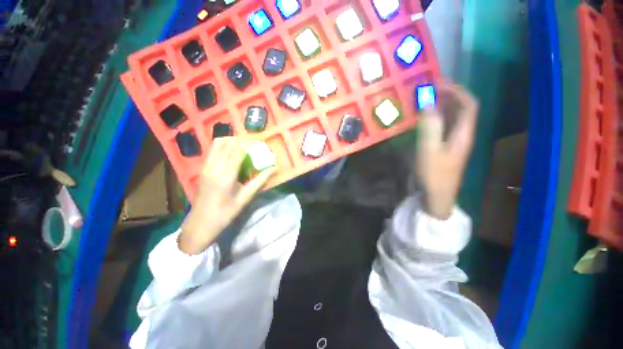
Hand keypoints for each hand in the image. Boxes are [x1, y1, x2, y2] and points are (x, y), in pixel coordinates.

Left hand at [178, 137, 275, 254]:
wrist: (201, 223)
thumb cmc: (226, 212)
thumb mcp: (245, 197)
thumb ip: (260, 181)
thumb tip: (274, 169)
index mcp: (226, 175)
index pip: (238, 152)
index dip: (249, 145)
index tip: (258, 143)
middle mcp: (214, 167)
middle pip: (227, 144)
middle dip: (240, 141)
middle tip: (252, 145)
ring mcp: (206, 167)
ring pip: (217, 144)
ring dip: (230, 141)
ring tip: (242, 147)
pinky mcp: (203, 169)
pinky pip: (213, 151)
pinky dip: (223, 147)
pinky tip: (231, 154)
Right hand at [416, 83, 477, 219]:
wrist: (437, 195)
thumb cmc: (434, 174)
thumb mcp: (429, 150)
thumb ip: (429, 126)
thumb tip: (427, 103)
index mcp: (464, 133)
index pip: (468, 105)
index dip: (457, 91)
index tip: (439, 85)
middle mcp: (462, 134)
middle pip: (462, 109)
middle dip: (449, 95)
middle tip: (430, 89)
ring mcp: (454, 142)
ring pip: (452, 118)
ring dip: (442, 106)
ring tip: (426, 99)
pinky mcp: (445, 147)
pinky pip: (443, 127)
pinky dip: (436, 118)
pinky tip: (425, 118)